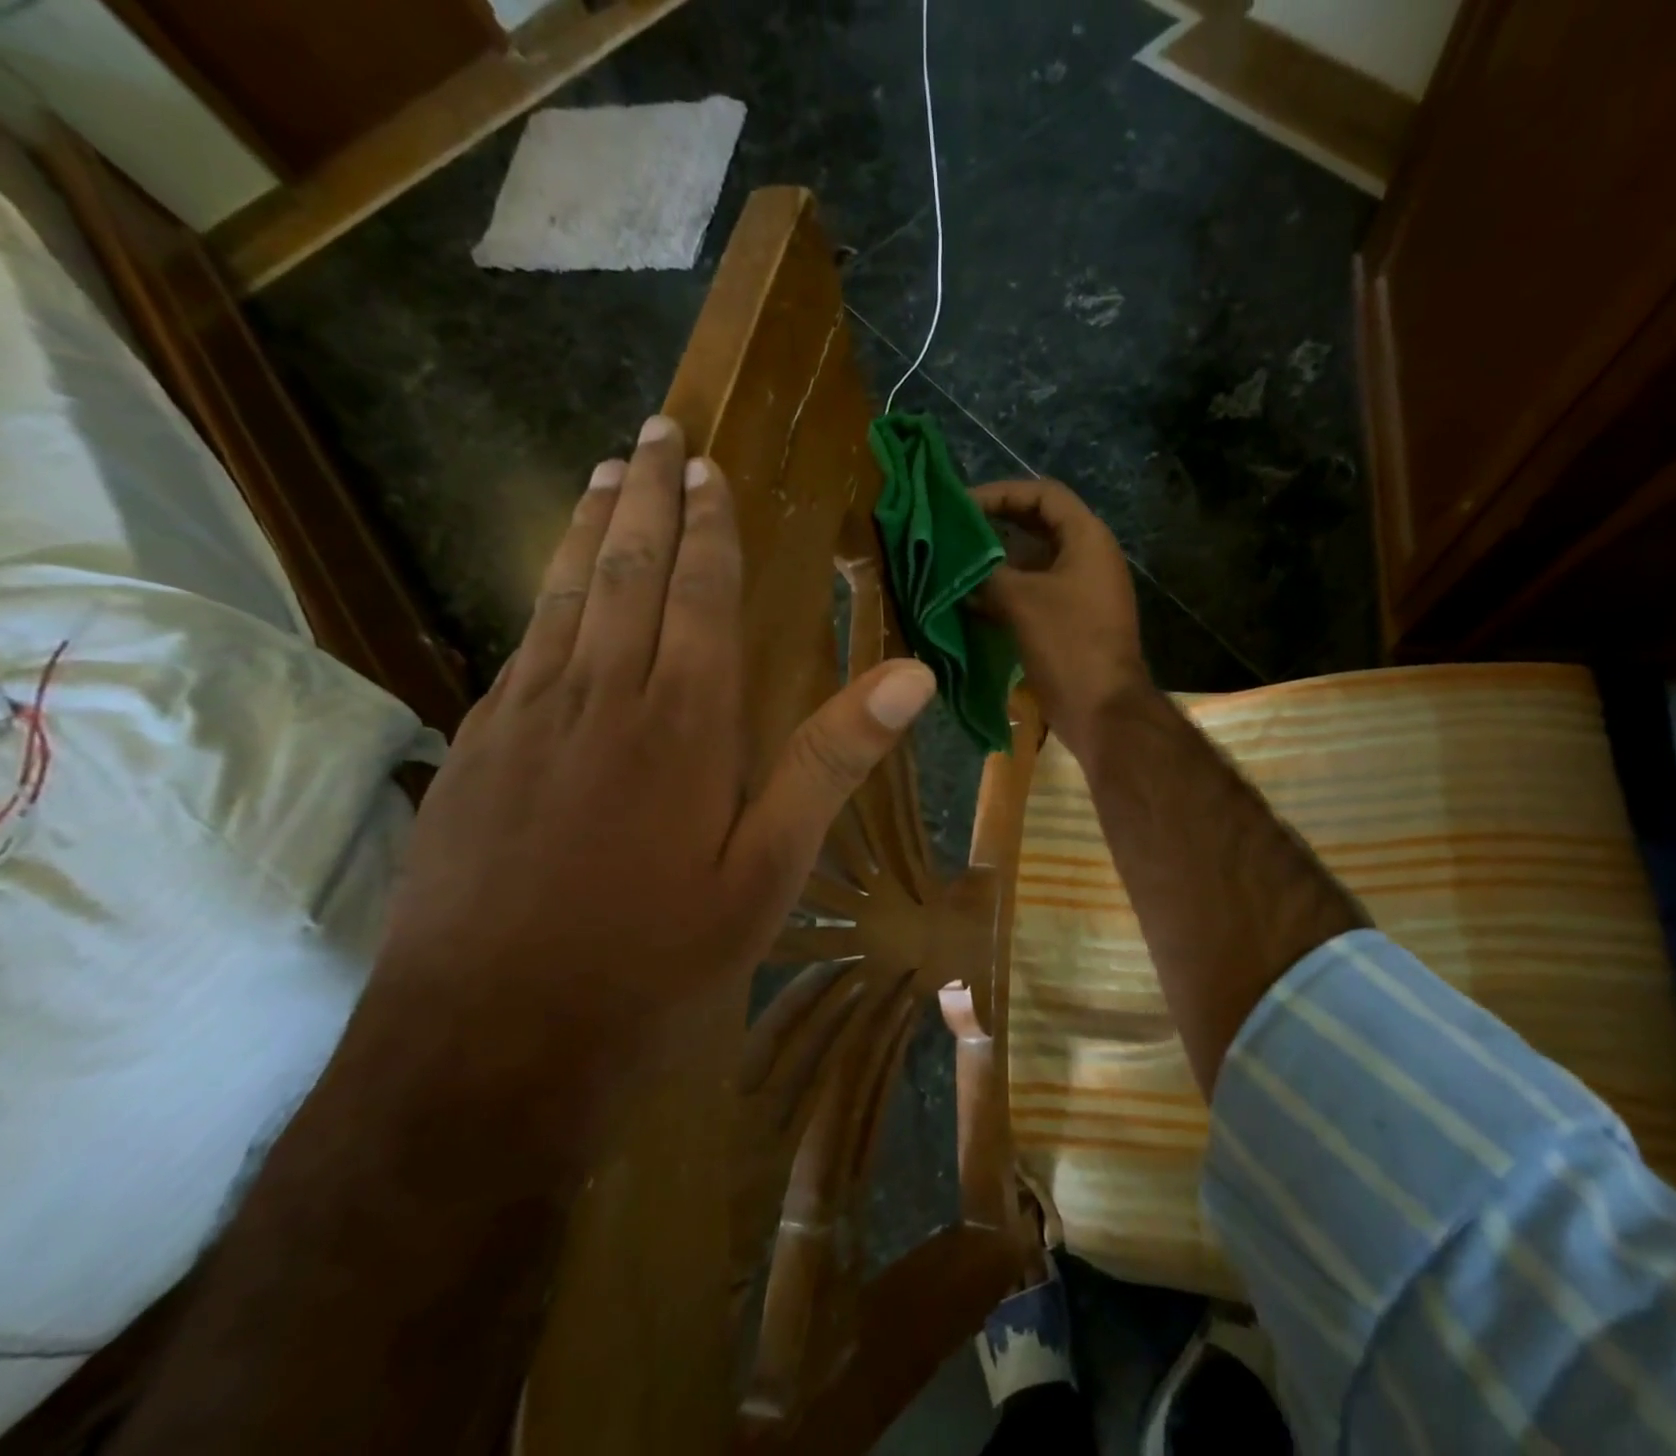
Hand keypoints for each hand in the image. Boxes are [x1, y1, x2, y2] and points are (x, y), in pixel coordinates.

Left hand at [367, 415, 936, 1154]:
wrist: (491, 1038)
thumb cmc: (654, 955)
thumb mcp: (768, 869)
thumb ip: (831, 760)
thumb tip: (912, 673)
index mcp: (682, 721)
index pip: (698, 593)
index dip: (706, 527)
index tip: (706, 467)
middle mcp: (599, 697)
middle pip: (623, 571)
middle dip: (644, 496)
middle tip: (654, 432)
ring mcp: (524, 720)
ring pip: (561, 597)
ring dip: (585, 528)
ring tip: (601, 473)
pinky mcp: (475, 753)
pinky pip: (519, 650)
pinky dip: (543, 599)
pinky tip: (551, 594)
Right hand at [969, 479, 1148, 754]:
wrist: (1102, 709)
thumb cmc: (1067, 644)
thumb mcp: (1020, 601)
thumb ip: (985, 573)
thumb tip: (955, 563)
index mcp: (1087, 539)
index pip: (1043, 495)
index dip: (1001, 492)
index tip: (960, 505)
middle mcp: (1088, 558)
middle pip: (1036, 527)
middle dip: (994, 528)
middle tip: (951, 533)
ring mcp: (1080, 593)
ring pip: (1032, 565)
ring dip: (995, 565)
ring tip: (953, 567)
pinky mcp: (1070, 623)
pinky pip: (1033, 596)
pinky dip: (1004, 595)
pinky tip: (968, 603)